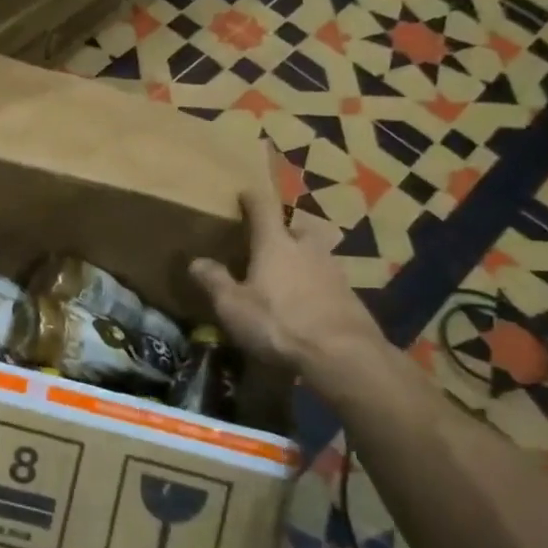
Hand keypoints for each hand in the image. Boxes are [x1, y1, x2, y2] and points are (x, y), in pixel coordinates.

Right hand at [190, 190, 384, 376]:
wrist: (342, 354)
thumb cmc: (278, 322)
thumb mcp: (233, 306)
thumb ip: (214, 281)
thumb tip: (196, 261)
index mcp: (276, 244)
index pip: (264, 209)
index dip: (253, 199)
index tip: (245, 194)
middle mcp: (307, 249)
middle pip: (296, 229)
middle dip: (284, 233)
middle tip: (269, 246)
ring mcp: (334, 271)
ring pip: (315, 255)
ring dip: (302, 260)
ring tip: (287, 278)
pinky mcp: (351, 295)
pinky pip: (328, 280)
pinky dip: (316, 285)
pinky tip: (307, 304)